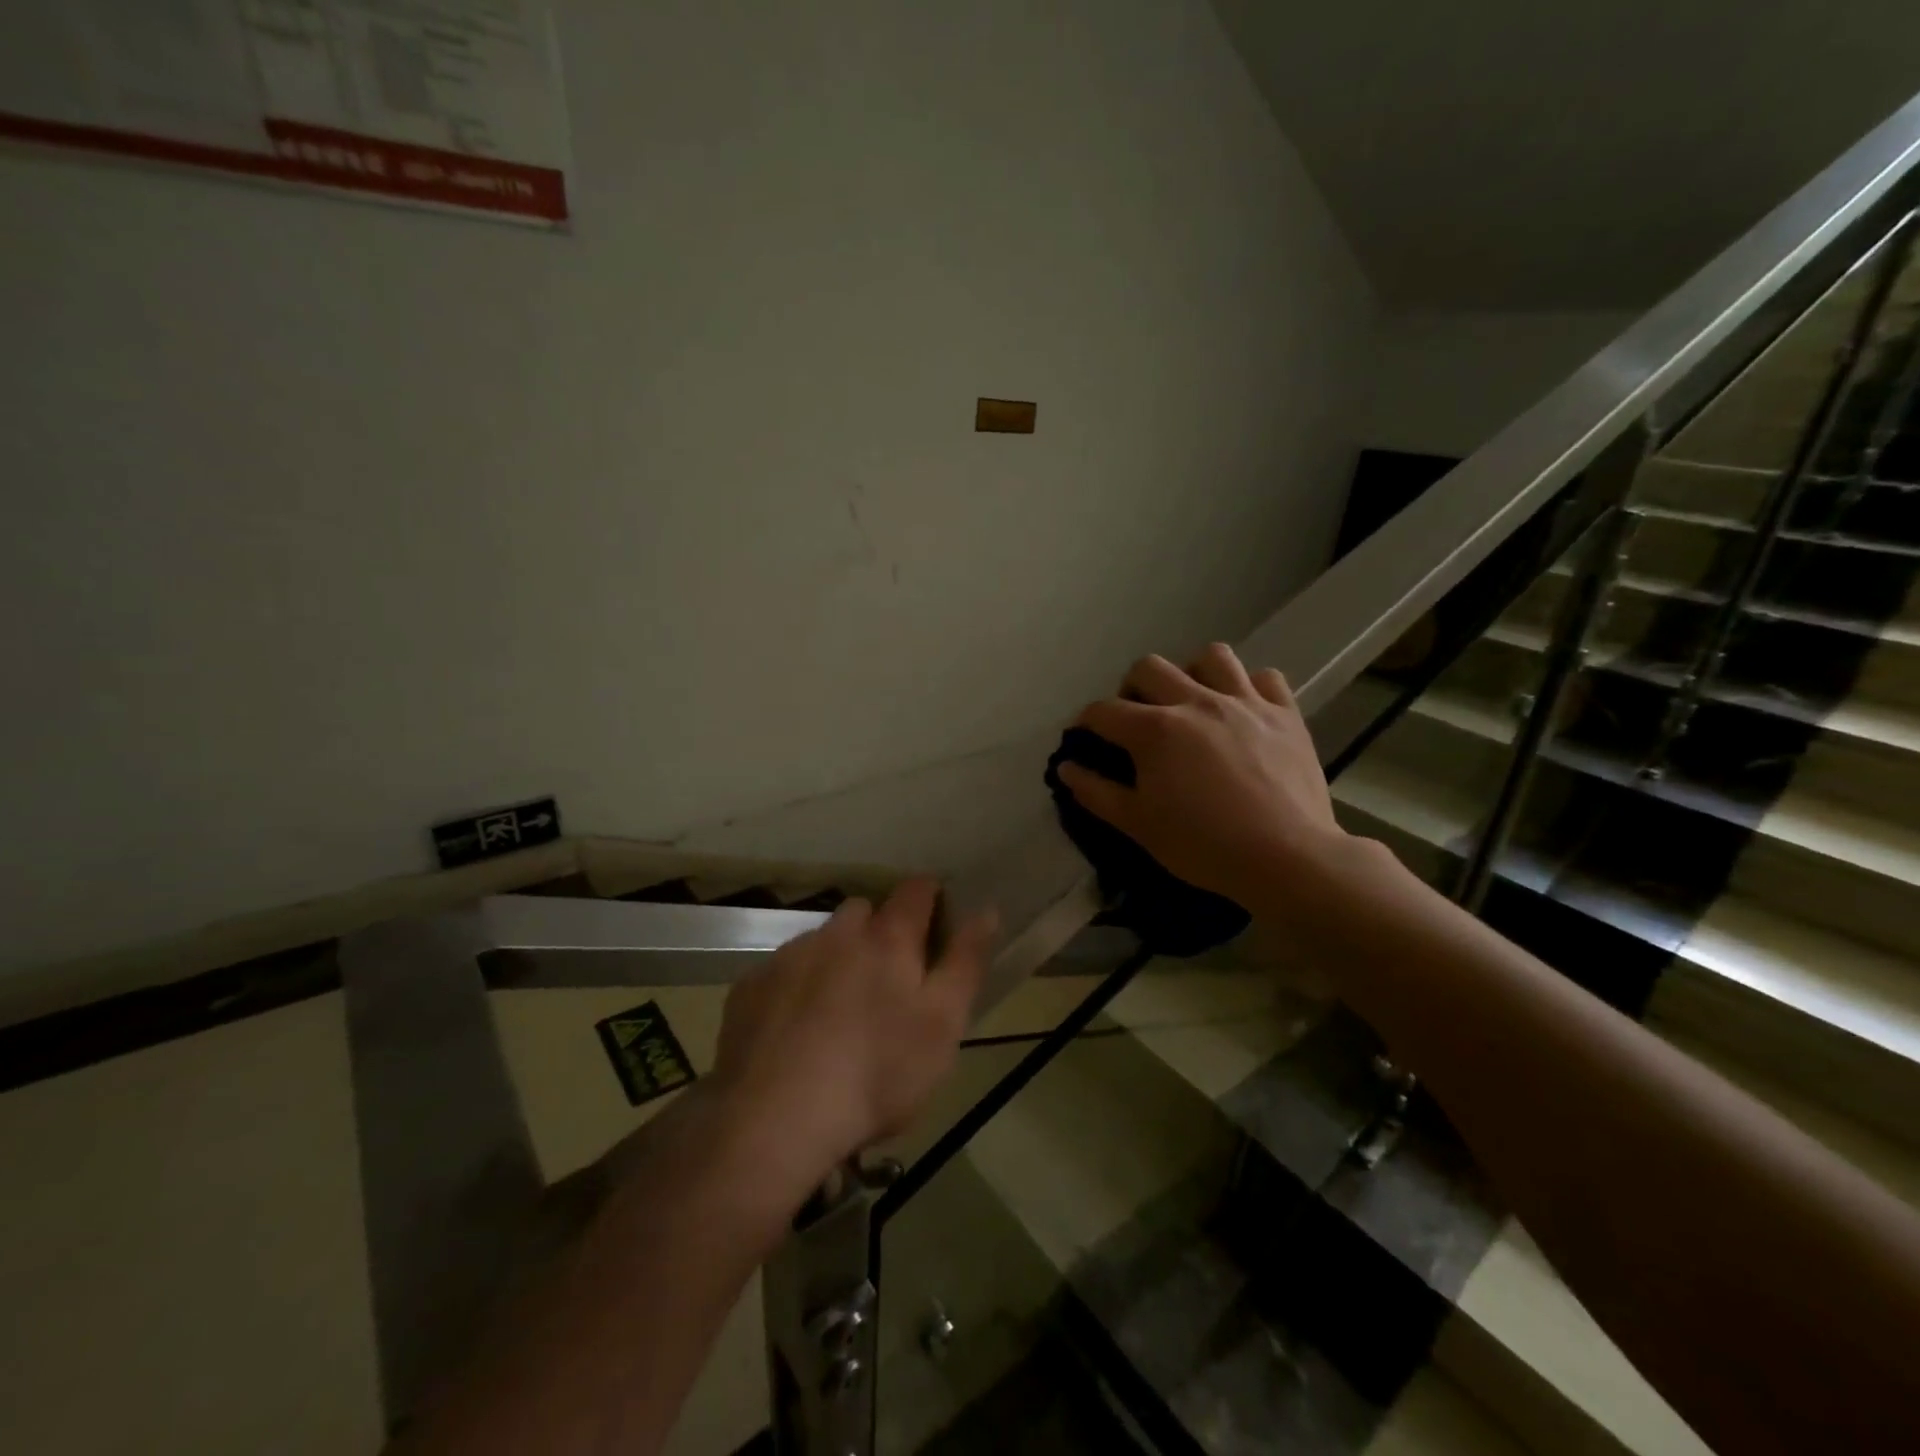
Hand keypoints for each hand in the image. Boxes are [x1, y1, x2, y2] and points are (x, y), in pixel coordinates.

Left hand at [710, 879, 995, 1190]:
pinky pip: (782, 970)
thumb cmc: (876, 1074)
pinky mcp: (750, 988)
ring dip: (836, 957)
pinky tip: (795, 1030)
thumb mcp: (943, 1025)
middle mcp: (836, 934)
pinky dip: (796, 986)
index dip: (930, 897)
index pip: (916, 891)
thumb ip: (965, 962)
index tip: (936, 919)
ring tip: (839, 1009)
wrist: (774, 1120)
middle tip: (887, 978)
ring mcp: (788, 958)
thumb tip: (986, 910)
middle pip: (863, 911)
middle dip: (878, 930)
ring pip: (821, 940)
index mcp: (888, 939)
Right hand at [1057, 644, 1348, 905]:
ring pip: (1211, 656)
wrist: (1287, 859)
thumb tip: (1066, 768)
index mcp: (1155, 730)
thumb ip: (1096, 793)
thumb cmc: (1204, 846)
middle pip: (1149, 668)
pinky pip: (1265, 678)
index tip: (1086, 737)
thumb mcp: (1138, 825)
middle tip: (1137, 718)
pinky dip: (1249, 687)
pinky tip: (1243, 710)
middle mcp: (1196, 701)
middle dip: (1132, 688)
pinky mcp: (1285, 714)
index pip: (1104, 711)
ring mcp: (1245, 702)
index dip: (1086, 722)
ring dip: (1192, 673)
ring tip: (1192, 701)